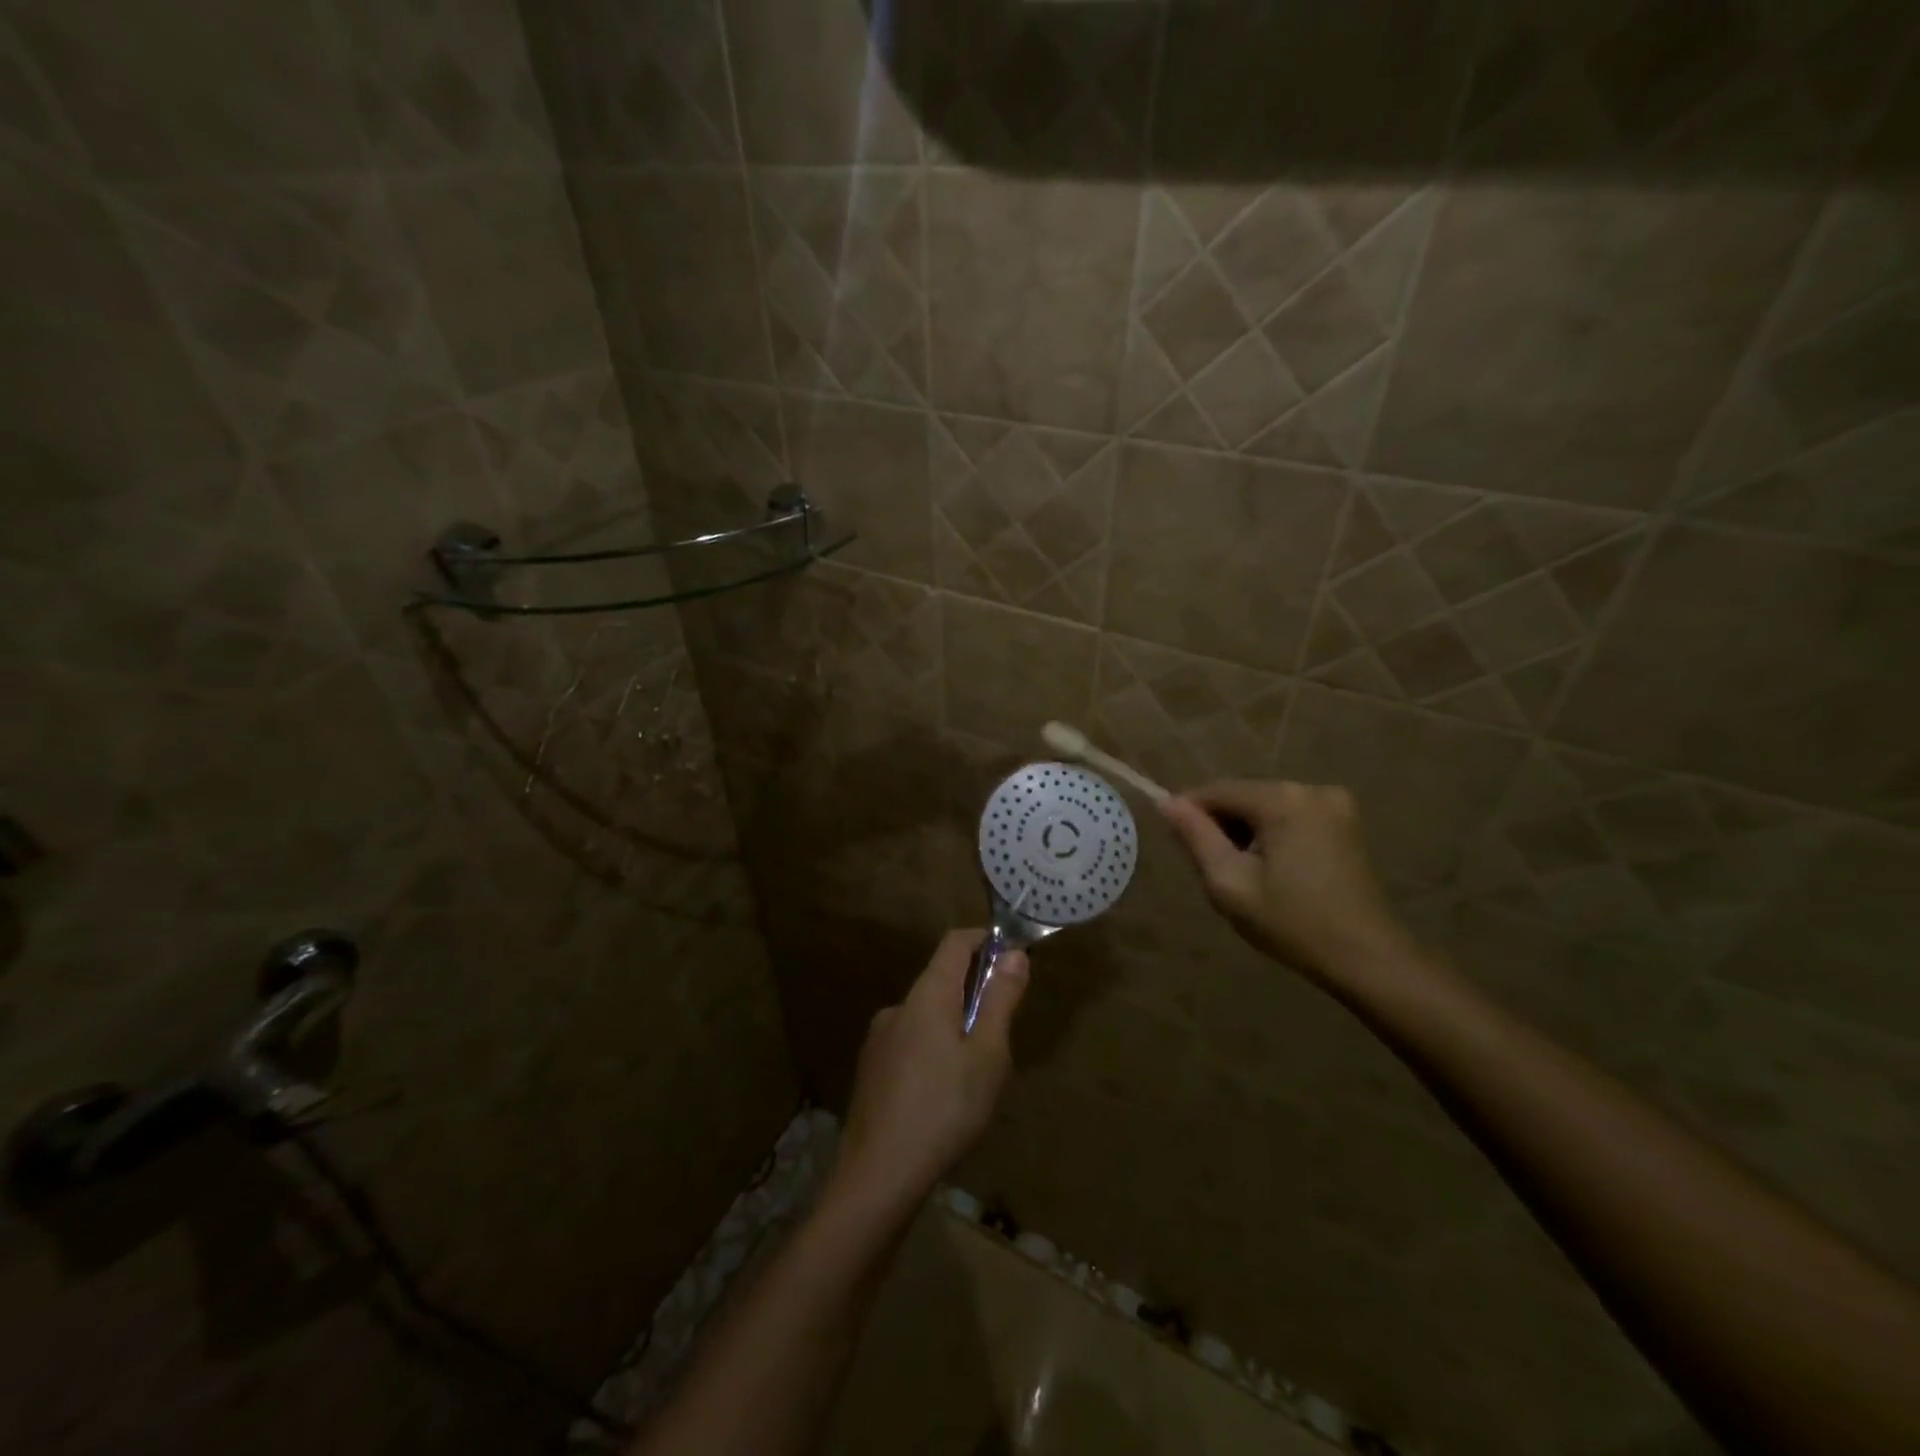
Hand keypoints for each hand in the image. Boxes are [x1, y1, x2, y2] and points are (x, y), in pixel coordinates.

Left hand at [832, 930, 1028, 1214]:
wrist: (878, 1176)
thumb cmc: (945, 1109)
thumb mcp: (988, 1055)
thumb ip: (1000, 1000)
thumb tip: (1013, 953)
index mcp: (926, 995)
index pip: (955, 943)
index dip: (984, 940)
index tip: (1011, 954)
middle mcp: (898, 1007)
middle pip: (940, 980)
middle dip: (974, 992)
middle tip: (1002, 1031)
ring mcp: (879, 1040)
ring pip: (925, 1016)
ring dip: (953, 1025)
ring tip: (975, 1073)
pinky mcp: (870, 1070)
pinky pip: (910, 1043)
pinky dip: (932, 1050)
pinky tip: (942, 1095)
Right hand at [1159, 780, 1413, 987]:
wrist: (1367, 959)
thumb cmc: (1292, 924)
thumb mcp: (1230, 883)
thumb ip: (1196, 837)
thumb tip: (1166, 802)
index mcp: (1282, 800)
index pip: (1217, 791)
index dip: (1189, 813)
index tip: (1176, 844)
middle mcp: (1310, 789)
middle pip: (1243, 796)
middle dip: (1222, 826)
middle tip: (1213, 870)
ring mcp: (1335, 804)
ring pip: (1266, 807)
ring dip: (1246, 832)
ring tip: (1243, 876)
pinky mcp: (1345, 823)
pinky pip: (1291, 817)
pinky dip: (1272, 836)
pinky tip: (1272, 872)